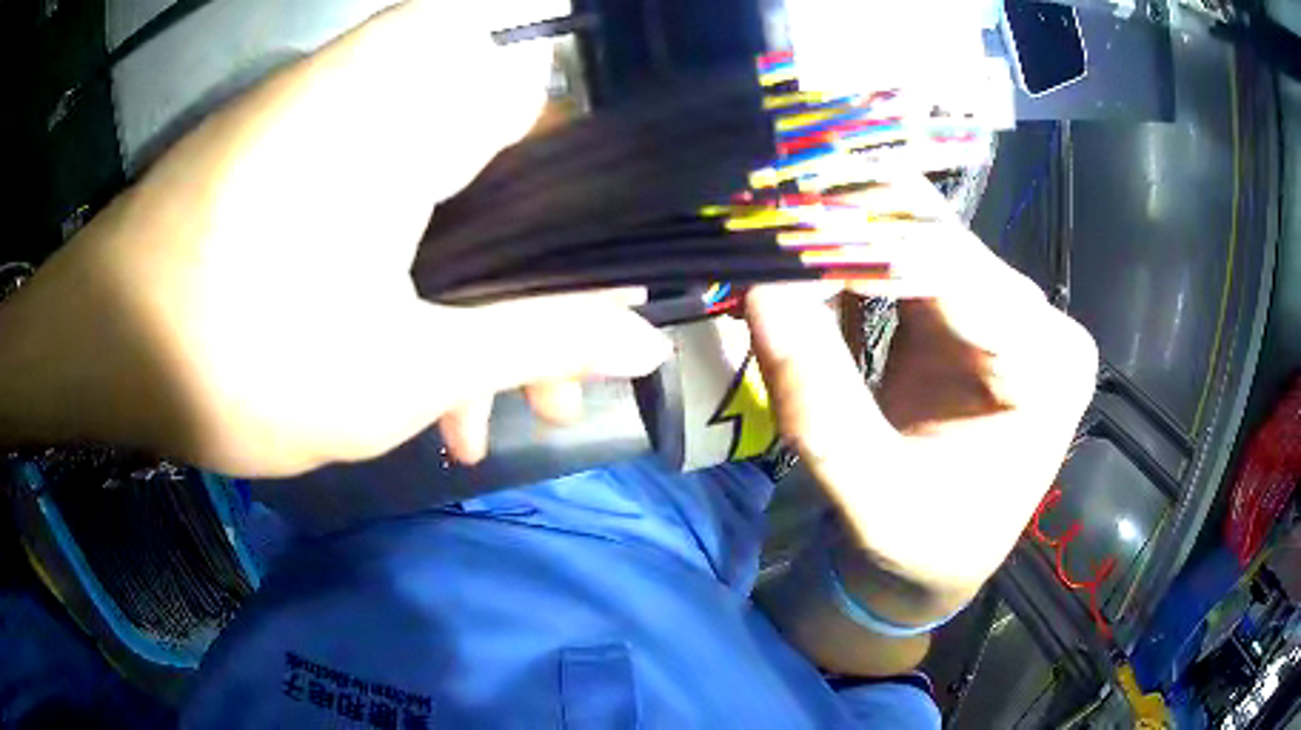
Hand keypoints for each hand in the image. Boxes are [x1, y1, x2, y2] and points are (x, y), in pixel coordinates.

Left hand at [0, 2, 668, 476]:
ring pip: (437, 205)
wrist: (102, 343)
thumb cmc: (237, 356)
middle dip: (519, 294)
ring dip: (455, 305)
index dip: (586, 236)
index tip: (590, 319)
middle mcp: (389, 91)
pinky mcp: (293, 151)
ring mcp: (334, 118)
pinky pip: (378, 203)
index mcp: (424, 115)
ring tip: (459, 415)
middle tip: (536, 393)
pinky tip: (392, 368)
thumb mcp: (402, 371)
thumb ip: (535, 343)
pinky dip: (397, 281)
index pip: (560, 142)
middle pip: (499, 184)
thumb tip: (646, 343)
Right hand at [746, 177, 1097, 608]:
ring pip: (920, 239)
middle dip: (848, 226)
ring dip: (846, 238)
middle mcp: (1041, 322)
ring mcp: (1011, 310)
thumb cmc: (922, 548)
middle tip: (764, 217)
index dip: (863, 237)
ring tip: (778, 242)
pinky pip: (910, 261)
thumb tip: (762, 289)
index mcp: (1044, 368)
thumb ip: (819, 401)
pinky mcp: (976, 309)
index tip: (779, 221)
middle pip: (938, 241)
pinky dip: (854, 260)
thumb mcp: (869, 496)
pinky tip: (812, 268)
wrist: (940, 561)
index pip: (954, 269)